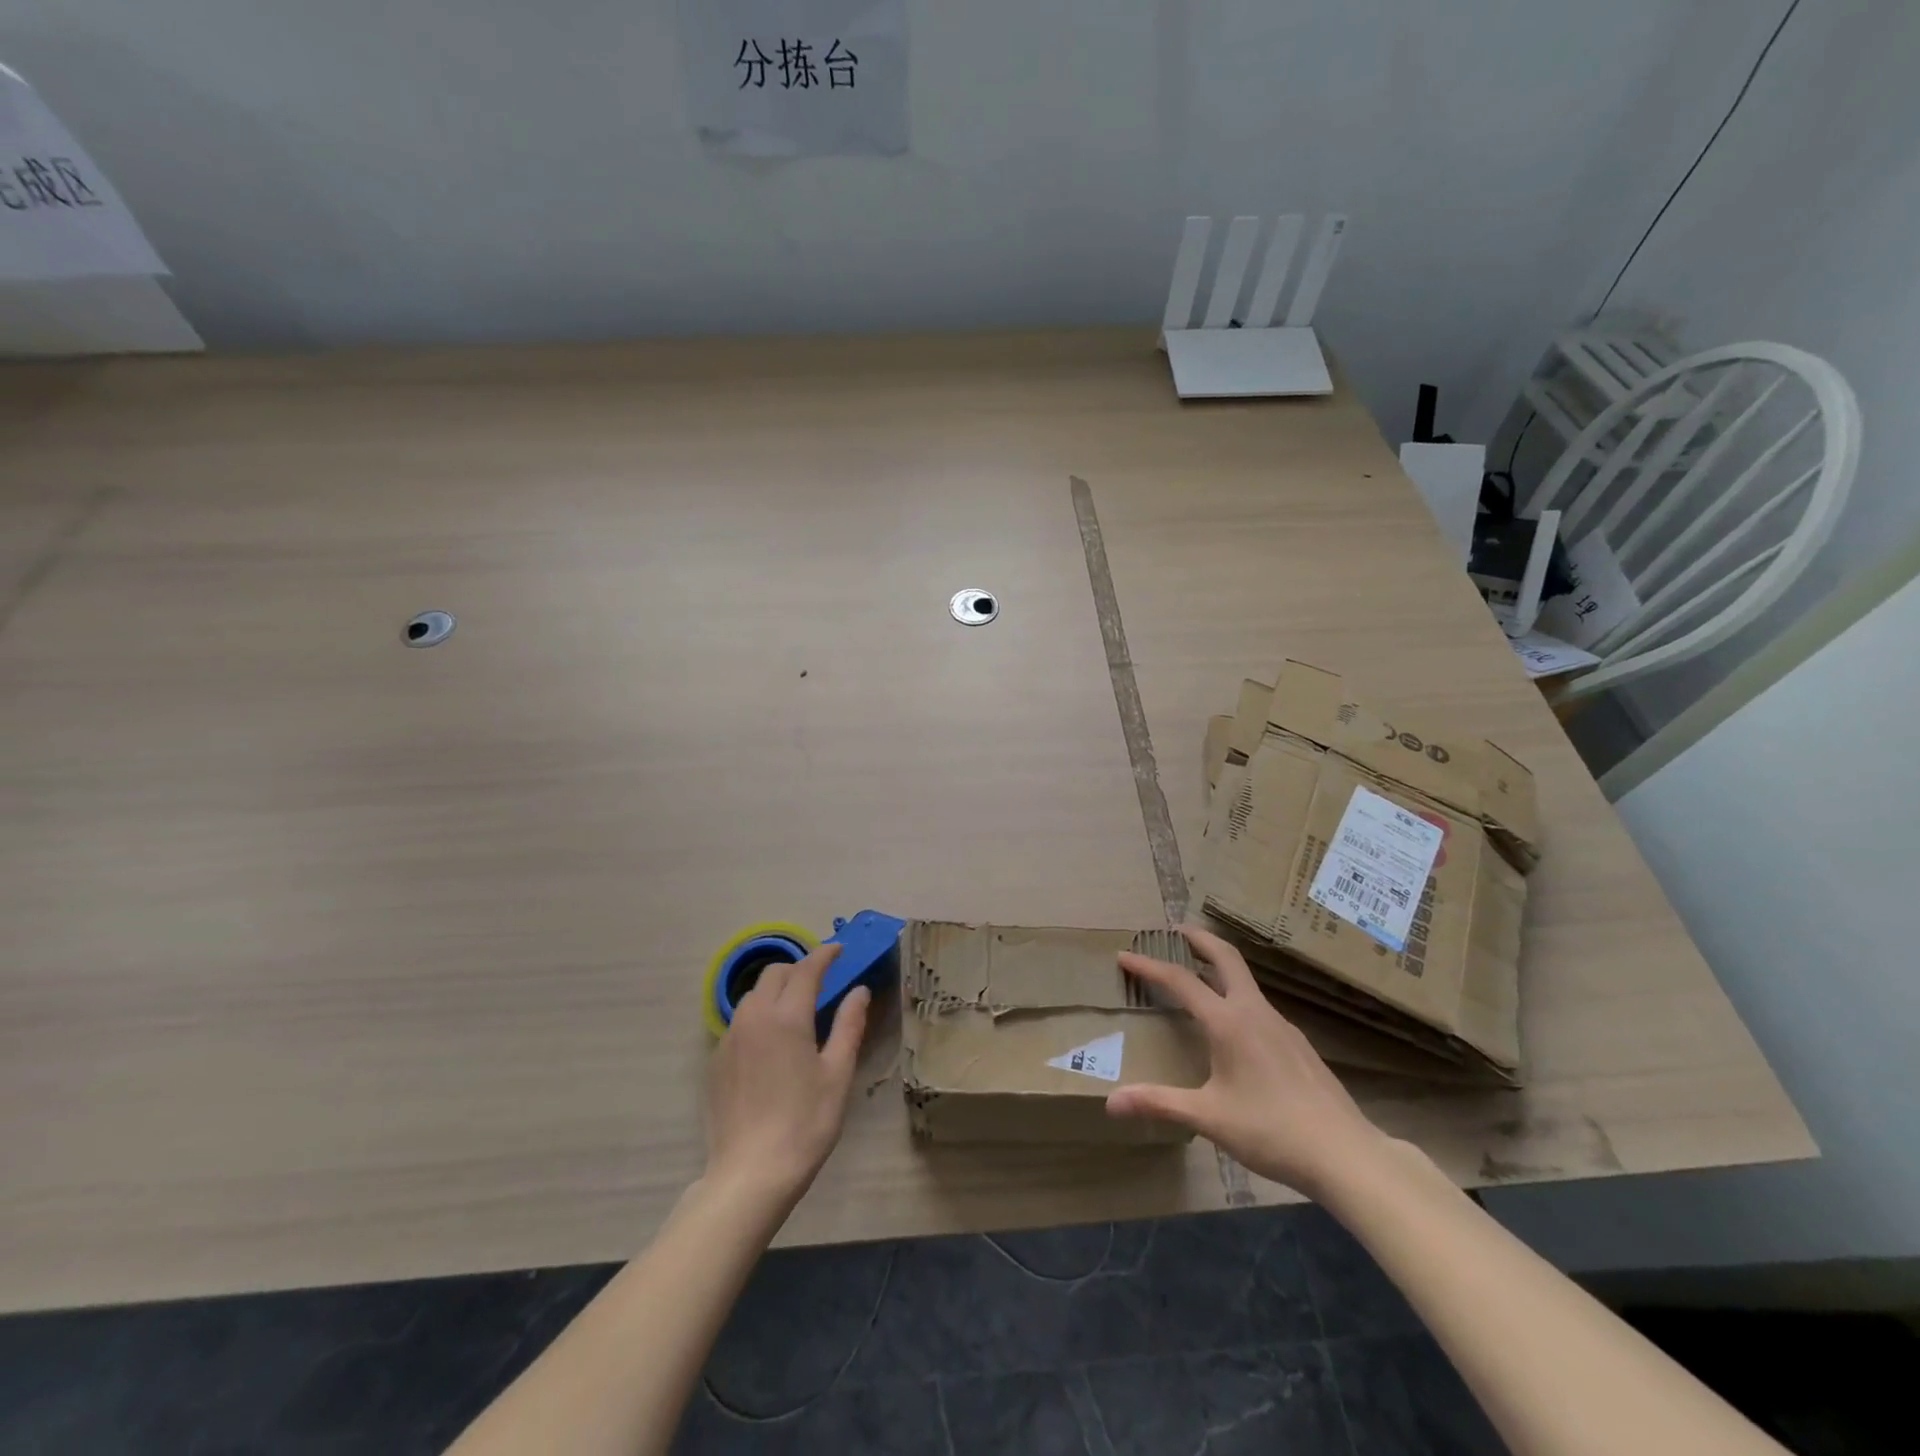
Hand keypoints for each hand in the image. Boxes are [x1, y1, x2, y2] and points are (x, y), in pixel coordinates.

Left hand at [703, 943, 869, 1209]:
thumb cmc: (805, 1123)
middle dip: (799, 969)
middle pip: (775, 974)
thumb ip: (849, 1026)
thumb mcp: (838, 1074)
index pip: (807, 969)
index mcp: (787, 1017)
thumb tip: (859, 991)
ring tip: (796, 1009)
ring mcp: (730, 1039)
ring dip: (776, 990)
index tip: (839, 950)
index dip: (825, 955)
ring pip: (753, 996)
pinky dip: (759, 1016)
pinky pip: (740, 1022)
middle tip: (822, 981)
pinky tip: (772, 1043)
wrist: (750, 1174)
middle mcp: (754, 1017)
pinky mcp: (716, 1061)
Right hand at [1106, 925, 1386, 1198]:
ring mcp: (1282, 1026)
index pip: (1180, 980)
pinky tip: (1234, 1029)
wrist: (1346, 1154)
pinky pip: (1260, 1007)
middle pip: (1225, 958)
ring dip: (1218, 968)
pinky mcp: (1298, 1045)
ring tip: (1198, 978)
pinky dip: (1237, 998)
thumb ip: (1159, 1104)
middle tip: (1174, 931)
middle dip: (1198, 938)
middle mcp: (1254, 1012)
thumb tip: (1111, 1102)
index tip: (1124, 954)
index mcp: (1228, 1022)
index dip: (1148, 965)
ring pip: (1245, 982)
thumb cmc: (1271, 1131)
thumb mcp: (1208, 1118)